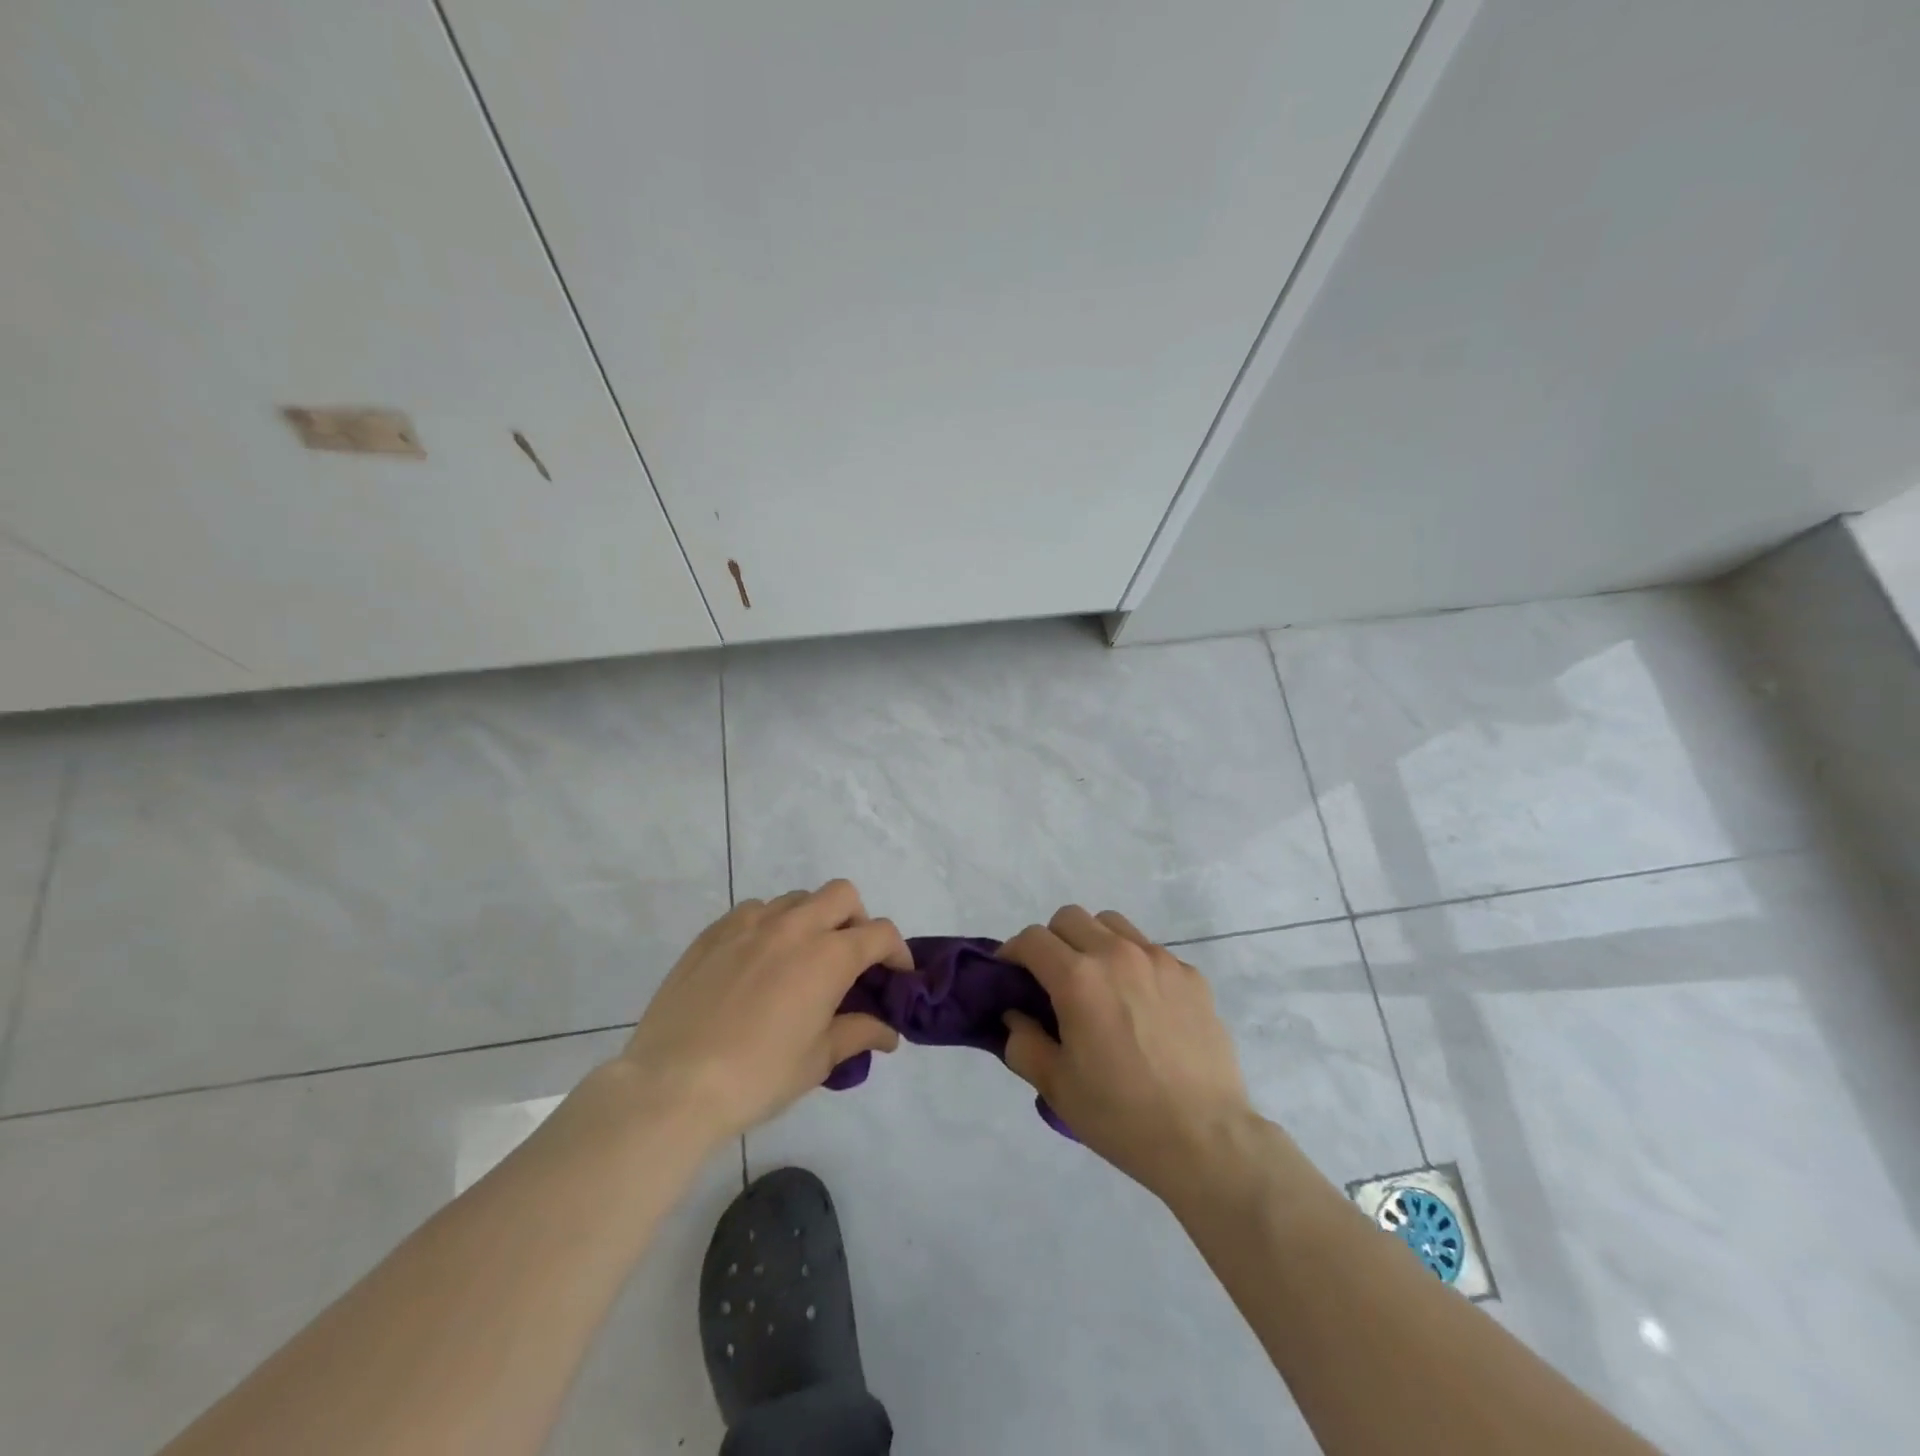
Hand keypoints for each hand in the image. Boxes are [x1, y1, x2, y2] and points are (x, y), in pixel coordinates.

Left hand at [616, 881, 910, 1148]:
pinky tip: (758, 962)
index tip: (896, 975)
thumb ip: (857, 1034)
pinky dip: (770, 925)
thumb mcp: (817, 1060)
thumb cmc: (757, 1077)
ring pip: (797, 898)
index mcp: (828, 956)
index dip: (897, 952)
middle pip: (842, 895)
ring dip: (812, 919)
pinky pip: (754, 911)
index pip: (880, 934)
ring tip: (801, 960)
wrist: (672, 1085)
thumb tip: (888, 1032)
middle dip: (857, 920)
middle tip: (849, 958)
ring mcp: (749, 924)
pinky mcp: (714, 932)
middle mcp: (793, 926)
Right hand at [998, 906, 1254, 1200]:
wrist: (1205, 1139)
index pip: (1032, 939)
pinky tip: (1142, 1007)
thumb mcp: (1055, 1086)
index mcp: (1078, 978)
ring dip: (1093, 942)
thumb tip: (1016, 1015)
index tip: (1011, 976)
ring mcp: (1160, 960)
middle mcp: (1118, 955)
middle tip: (1053, 980)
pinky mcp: (1191, 975)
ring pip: (1112, 925)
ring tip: (1099, 984)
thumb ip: (1022, 1041)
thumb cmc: (1121, 1115)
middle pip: (1070, 917)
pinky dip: (1133, 964)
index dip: (1013, 953)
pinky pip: (1151, 951)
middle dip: (1052, 941)